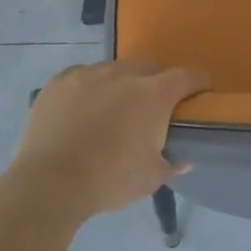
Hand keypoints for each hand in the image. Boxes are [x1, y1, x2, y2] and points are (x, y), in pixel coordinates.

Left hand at [6, 59, 209, 222]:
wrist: (49, 184)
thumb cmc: (109, 180)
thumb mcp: (150, 178)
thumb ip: (170, 164)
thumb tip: (183, 160)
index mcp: (153, 95)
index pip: (187, 77)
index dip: (198, 83)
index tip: (201, 93)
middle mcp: (123, 75)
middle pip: (149, 67)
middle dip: (156, 81)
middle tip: (153, 106)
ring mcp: (87, 74)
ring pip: (114, 69)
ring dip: (121, 82)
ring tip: (114, 106)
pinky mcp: (58, 82)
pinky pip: (82, 75)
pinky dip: (89, 87)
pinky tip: (83, 107)